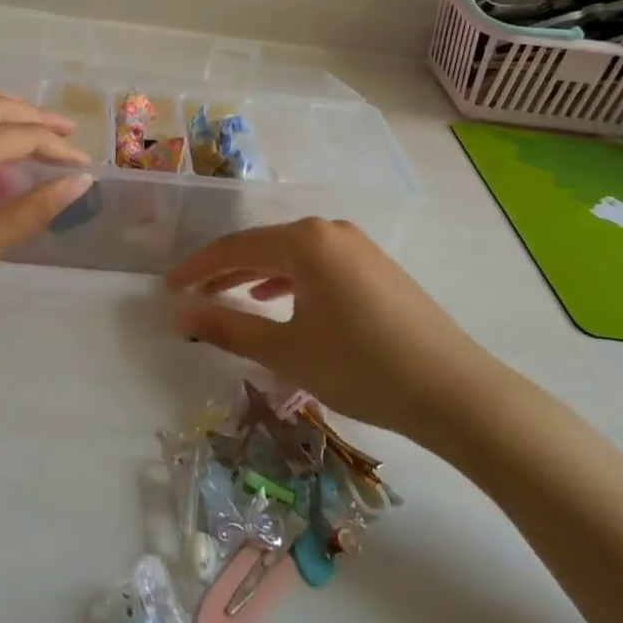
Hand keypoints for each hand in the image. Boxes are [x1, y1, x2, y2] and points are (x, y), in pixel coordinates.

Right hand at [166, 219, 517, 442]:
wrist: (455, 391)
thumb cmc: (361, 367)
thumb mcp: (286, 350)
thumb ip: (228, 327)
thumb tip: (182, 312)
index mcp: (305, 241)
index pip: (235, 247)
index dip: (197, 267)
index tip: (168, 288)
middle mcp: (330, 231)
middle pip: (263, 246)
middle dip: (225, 271)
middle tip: (192, 295)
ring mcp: (358, 247)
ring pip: (292, 256)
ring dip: (256, 276)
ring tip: (230, 298)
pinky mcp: (376, 267)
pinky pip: (318, 265)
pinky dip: (290, 281)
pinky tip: (281, 302)